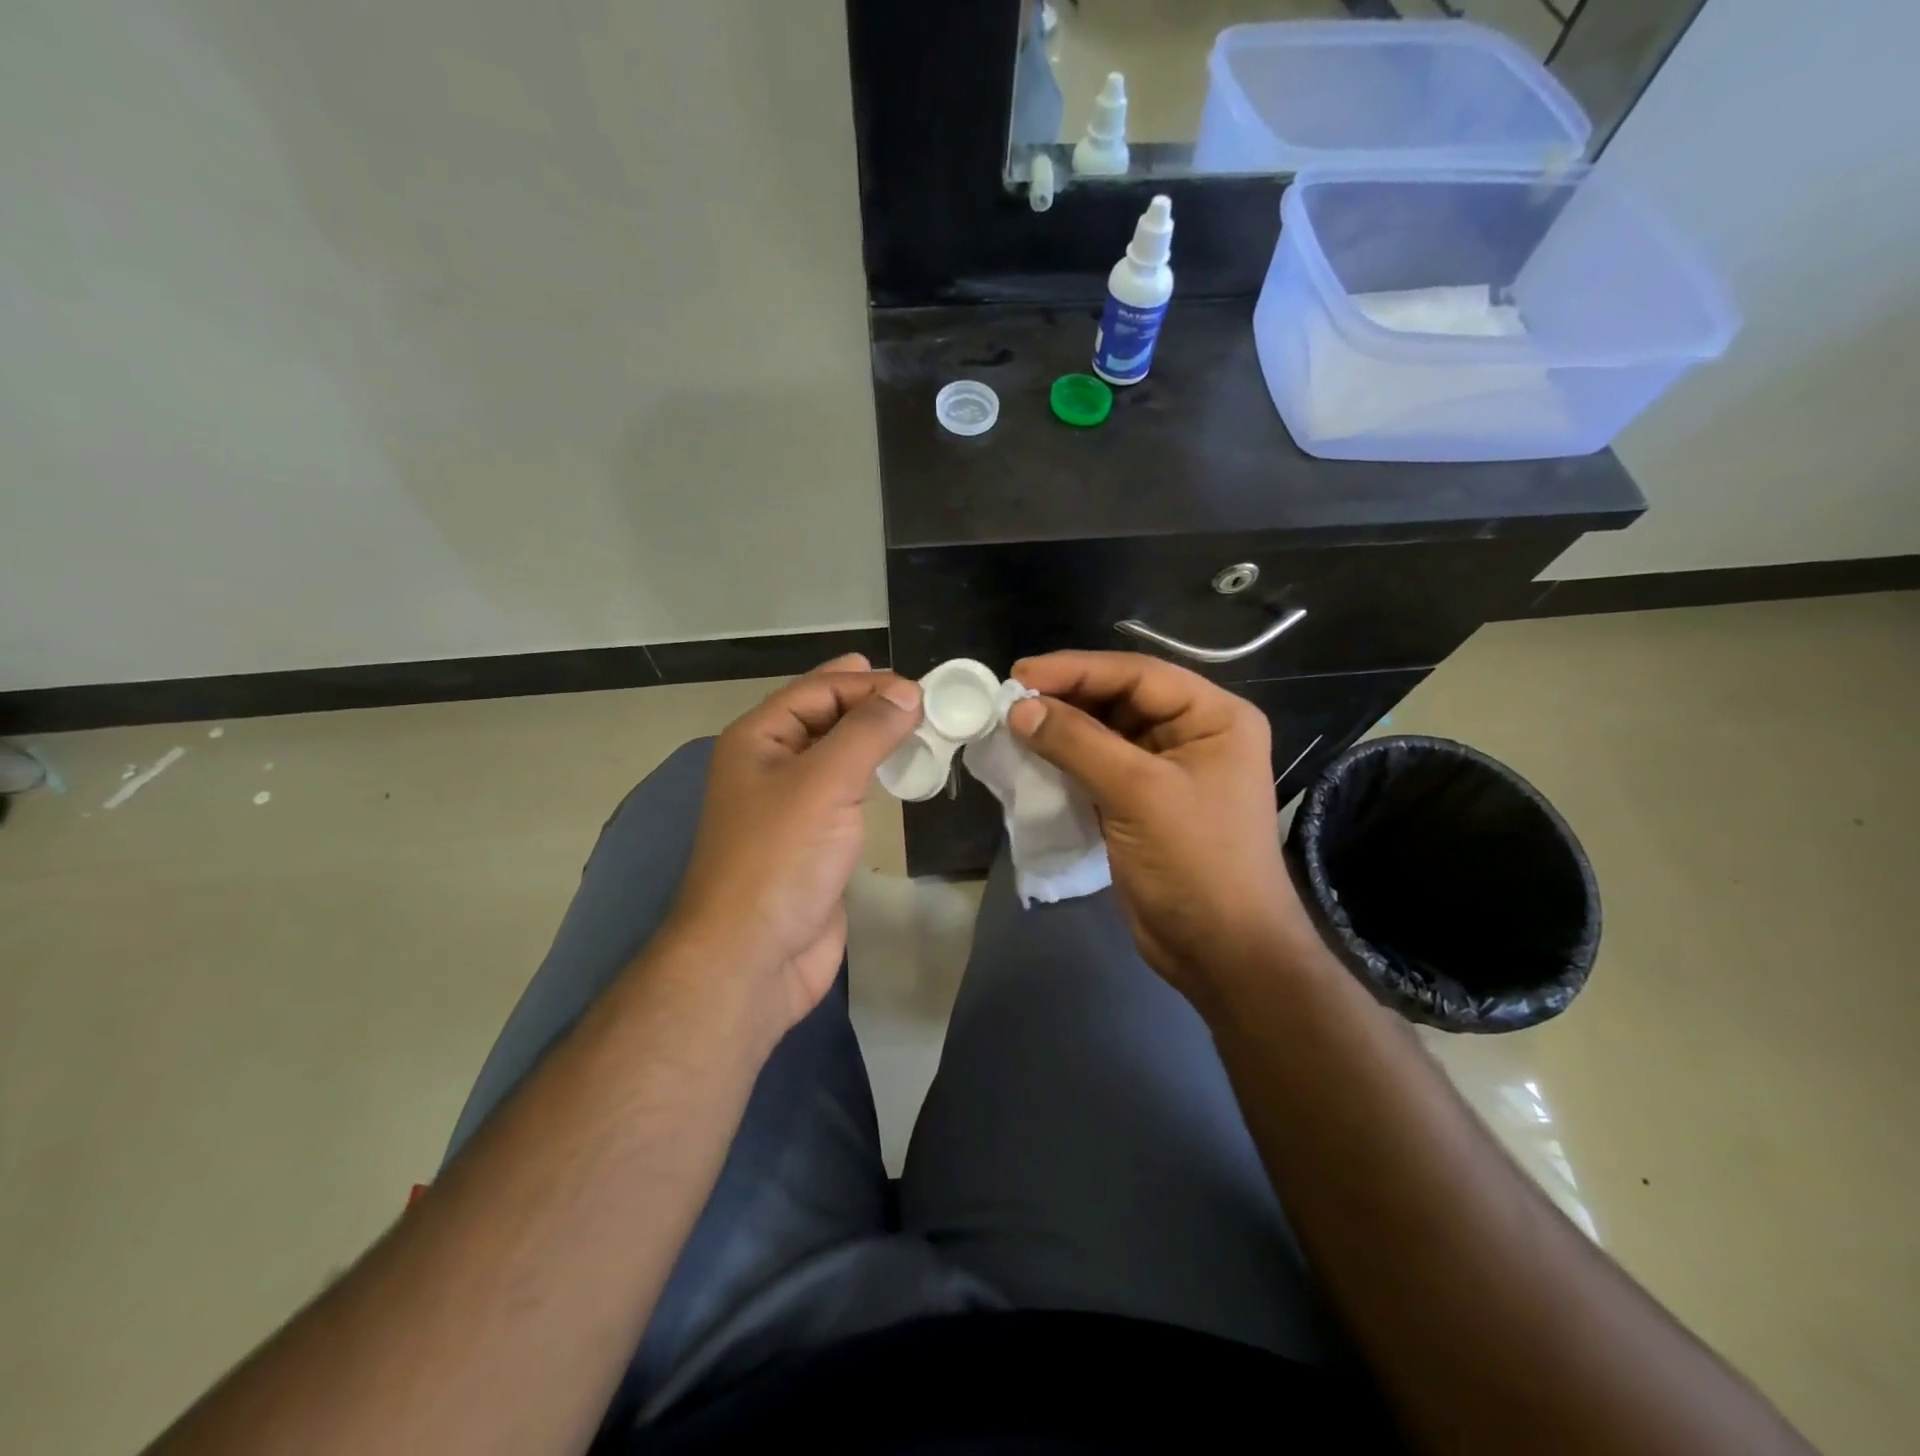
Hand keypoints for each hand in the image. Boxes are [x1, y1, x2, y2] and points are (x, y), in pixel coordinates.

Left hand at [664, 654, 922, 1036]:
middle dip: (873, 706)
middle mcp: (770, 765)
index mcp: (757, 739)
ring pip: (840, 755)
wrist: (754, 957)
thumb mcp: (824, 782)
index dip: (867, 683)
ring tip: (925, 733)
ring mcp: (792, 805)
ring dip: (878, 741)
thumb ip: (867, 732)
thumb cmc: (780, 859)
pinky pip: (848, 793)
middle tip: (927, 704)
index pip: (817, 690)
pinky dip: (877, 778)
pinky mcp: (814, 840)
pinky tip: (905, 776)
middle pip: (827, 718)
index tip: (922, 691)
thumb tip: (908, 693)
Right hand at [1007, 651, 1315, 1011]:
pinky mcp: (1141, 803)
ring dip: (1061, 729)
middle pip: (1120, 699)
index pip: (1138, 675)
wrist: (1221, 952)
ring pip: (1104, 733)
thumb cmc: (1196, 863)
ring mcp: (1165, 770)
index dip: (1077, 670)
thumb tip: (1018, 708)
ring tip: (1011, 723)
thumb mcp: (1139, 794)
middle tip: (1008, 699)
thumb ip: (1078, 744)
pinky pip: (1097, 767)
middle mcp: (1193, 734)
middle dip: (1066, 698)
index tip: (1020, 675)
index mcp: (1214, 718)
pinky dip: (1065, 761)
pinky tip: (1031, 757)